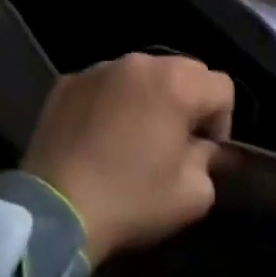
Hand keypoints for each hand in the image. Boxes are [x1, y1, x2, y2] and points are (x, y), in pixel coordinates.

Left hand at [21, 53, 233, 262]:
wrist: (53, 213)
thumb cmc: (131, 200)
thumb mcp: (194, 195)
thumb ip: (210, 161)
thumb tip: (202, 149)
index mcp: (178, 84)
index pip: (222, 88)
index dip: (221, 122)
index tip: (204, 153)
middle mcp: (141, 63)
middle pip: (185, 71)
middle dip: (188, 102)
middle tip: (173, 141)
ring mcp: (99, 69)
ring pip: (143, 74)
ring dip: (149, 97)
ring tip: (134, 136)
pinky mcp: (67, 83)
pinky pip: (106, 85)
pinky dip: (112, 102)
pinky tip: (100, 136)